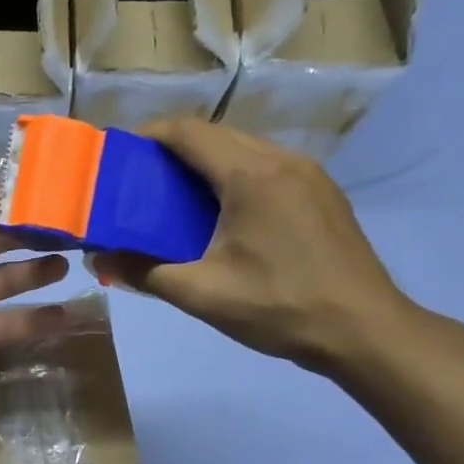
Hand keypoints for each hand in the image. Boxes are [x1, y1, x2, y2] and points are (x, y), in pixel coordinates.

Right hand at [92, 118, 418, 374]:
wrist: (366, 331)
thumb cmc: (280, 307)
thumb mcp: (202, 294)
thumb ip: (144, 272)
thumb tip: (97, 260)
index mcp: (251, 175)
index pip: (189, 132)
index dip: (148, 136)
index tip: (117, 156)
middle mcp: (282, 160)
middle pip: (215, 135)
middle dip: (171, 150)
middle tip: (137, 181)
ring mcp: (308, 174)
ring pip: (243, 149)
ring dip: (203, 163)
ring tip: (171, 197)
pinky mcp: (322, 193)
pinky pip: (266, 167)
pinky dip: (232, 176)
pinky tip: (219, 213)